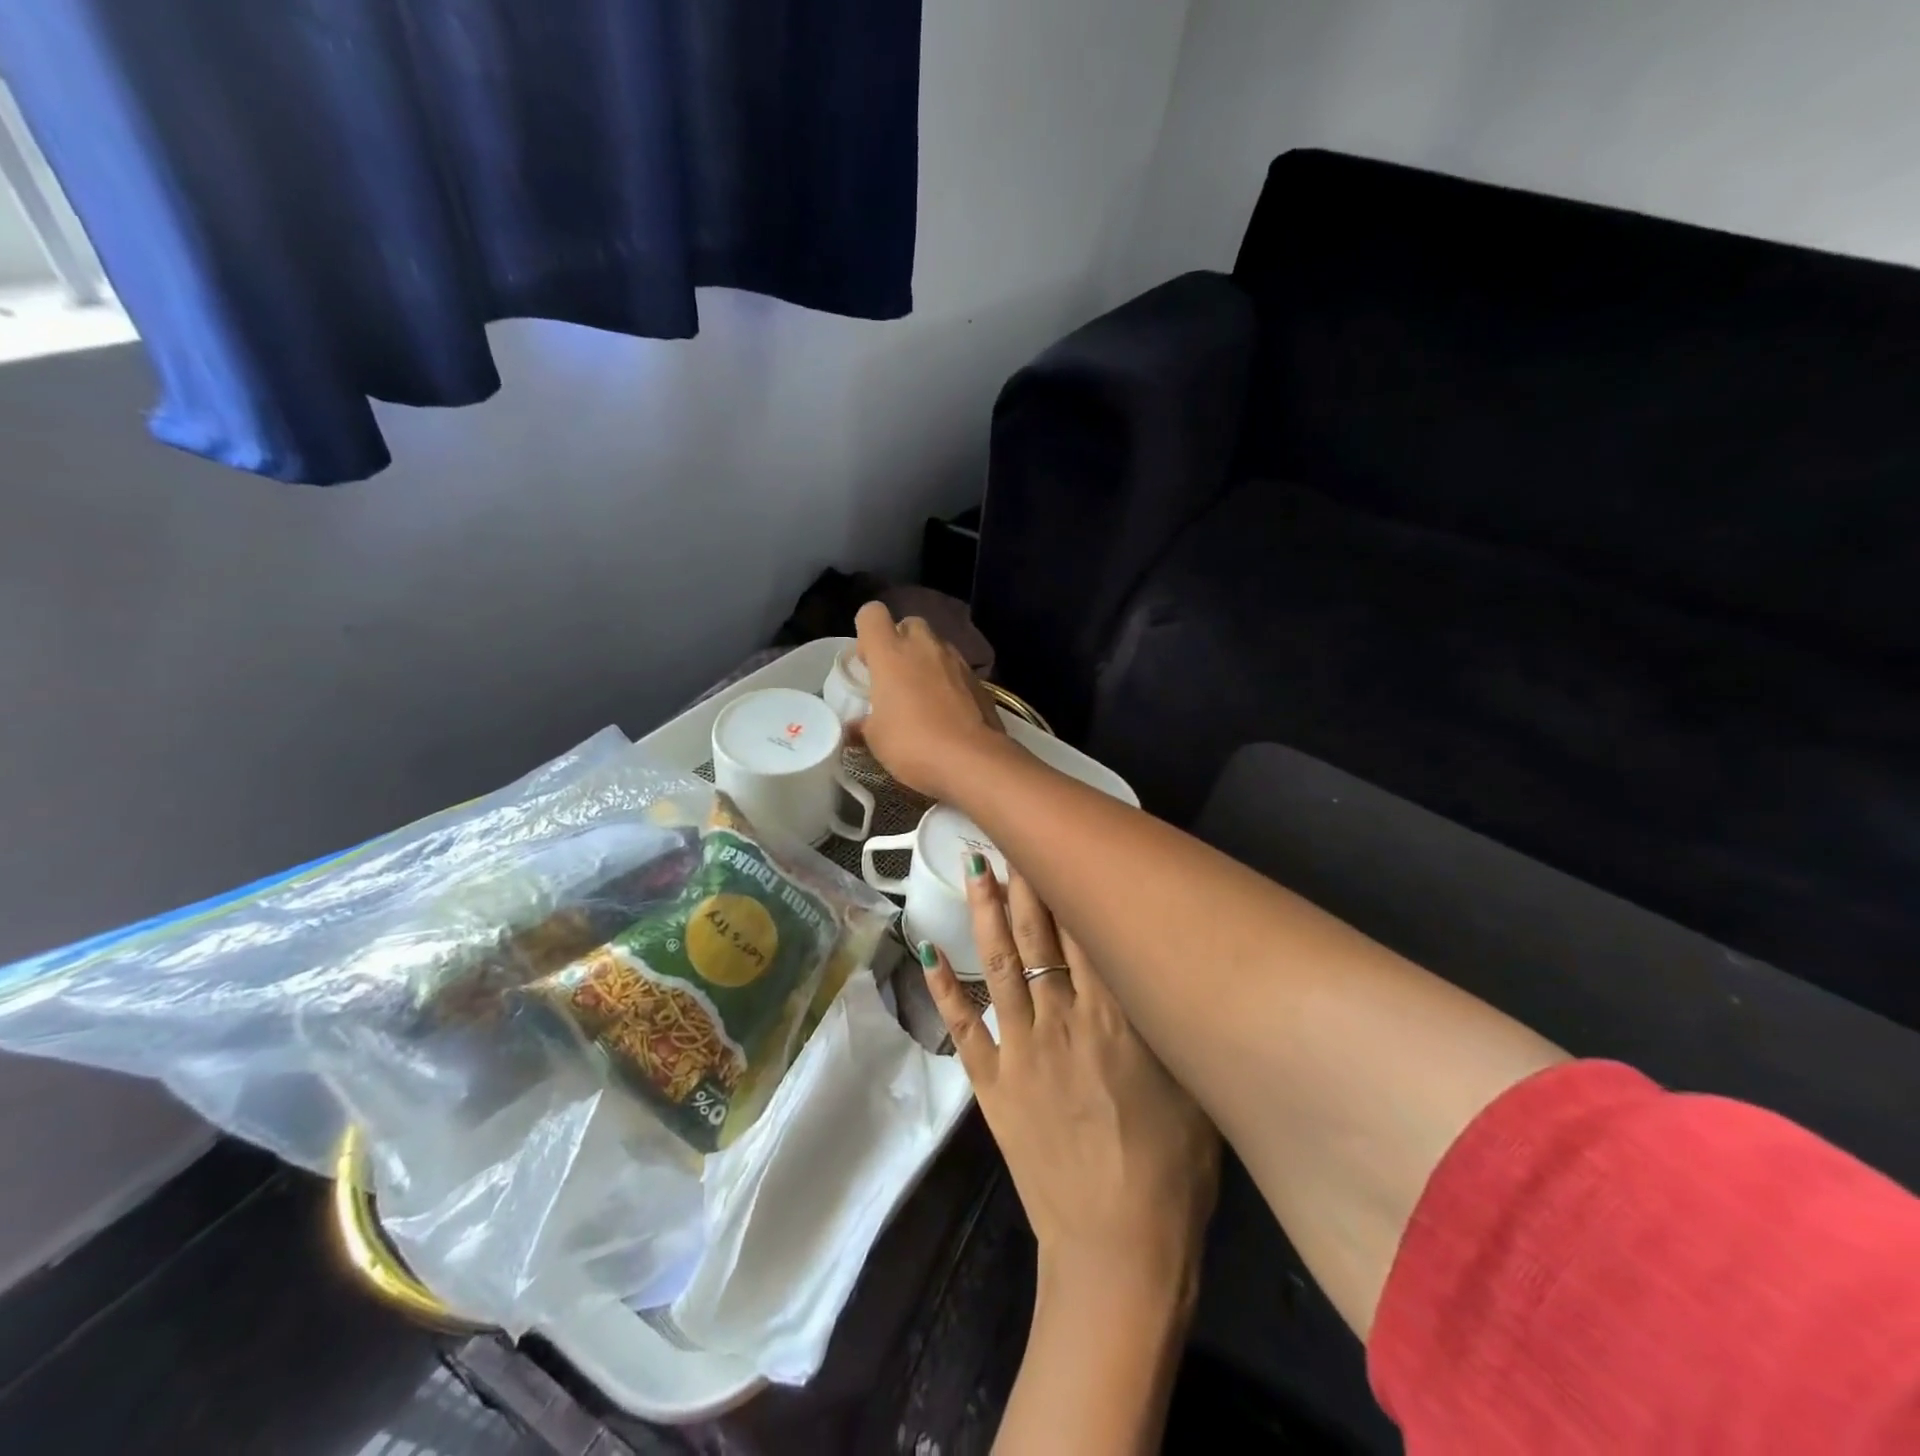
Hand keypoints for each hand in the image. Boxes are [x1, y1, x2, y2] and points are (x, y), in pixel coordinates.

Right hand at [853, 600, 1003, 800]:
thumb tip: (854, 728)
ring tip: (921, 696)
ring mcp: (956, 660)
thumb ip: (863, 725)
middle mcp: (925, 646)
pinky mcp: (979, 679)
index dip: (866, 632)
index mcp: (891, 653)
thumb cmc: (913, 744)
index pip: (872, 614)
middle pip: (909, 624)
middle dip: (900, 643)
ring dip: (926, 661)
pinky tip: (947, 710)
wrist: (973, 760)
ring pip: (936, 645)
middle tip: (894, 677)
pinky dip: (949, 681)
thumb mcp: (876, 740)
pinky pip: (957, 669)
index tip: (867, 662)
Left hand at [917, 859, 1219, 1306]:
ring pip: (1000, 964)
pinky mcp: (992, 1083)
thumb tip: (1151, 967)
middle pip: (1041, 937)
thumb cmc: (1171, 1172)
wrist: (1118, 1249)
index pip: (1086, 933)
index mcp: (1115, 1019)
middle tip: (1011, 834)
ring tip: (975, 867)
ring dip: (986, 913)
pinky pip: (963, 1026)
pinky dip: (943, 986)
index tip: (1058, 844)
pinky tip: (927, 949)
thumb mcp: (1191, 1087)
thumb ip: (1166, 1022)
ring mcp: (1020, 1050)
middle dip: (1027, 882)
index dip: (1070, 885)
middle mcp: (1062, 1020)